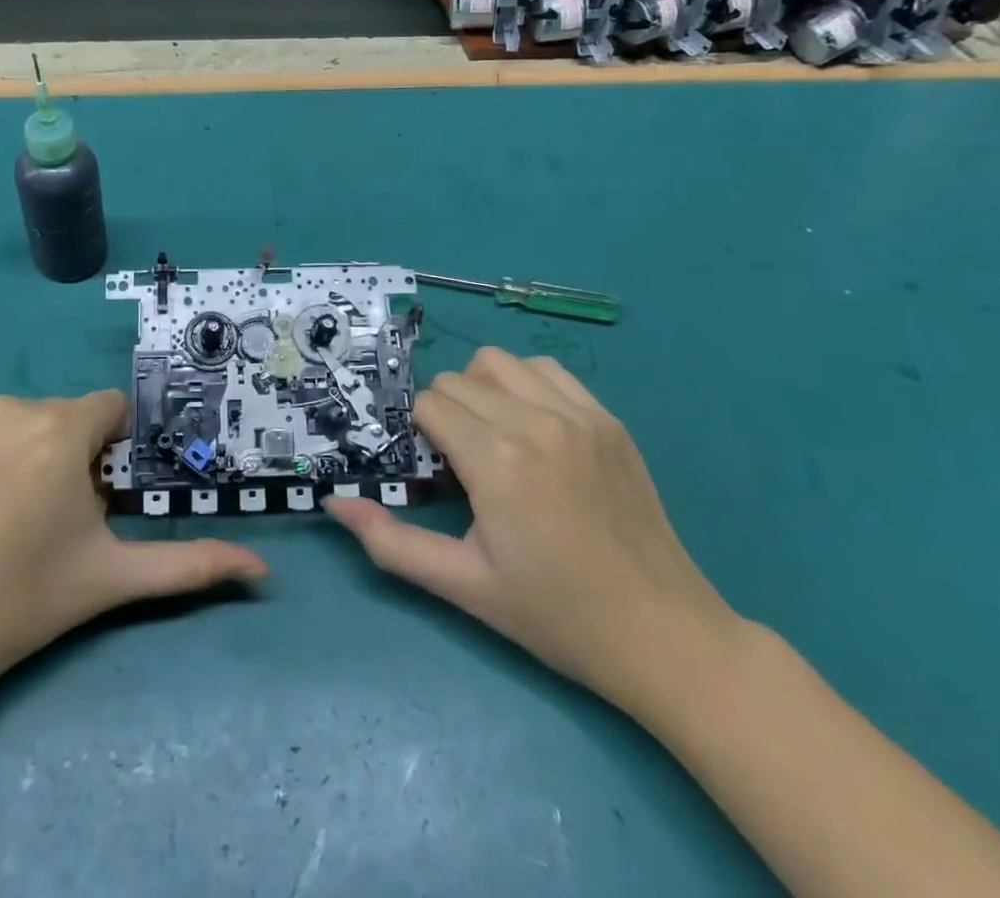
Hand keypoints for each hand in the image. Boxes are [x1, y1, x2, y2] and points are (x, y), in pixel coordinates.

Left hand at [0, 391, 266, 718]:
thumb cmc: (19, 605)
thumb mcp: (110, 579)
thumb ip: (189, 565)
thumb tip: (263, 571)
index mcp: (59, 431)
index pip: (112, 412)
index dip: (113, 454)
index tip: (97, 500)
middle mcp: (13, 405)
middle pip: (71, 418)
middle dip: (76, 457)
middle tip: (54, 521)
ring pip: (31, 419)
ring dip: (36, 452)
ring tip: (13, 515)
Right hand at [326, 348, 738, 716]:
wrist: (664, 636)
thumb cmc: (556, 615)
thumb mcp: (464, 586)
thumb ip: (391, 542)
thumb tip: (335, 503)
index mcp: (496, 461)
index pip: (430, 404)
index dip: (420, 433)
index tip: (434, 469)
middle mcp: (534, 422)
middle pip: (458, 380)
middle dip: (444, 412)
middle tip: (459, 462)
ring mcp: (578, 415)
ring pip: (500, 363)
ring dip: (482, 389)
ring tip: (493, 435)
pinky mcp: (608, 420)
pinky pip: (549, 370)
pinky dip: (526, 384)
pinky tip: (533, 427)